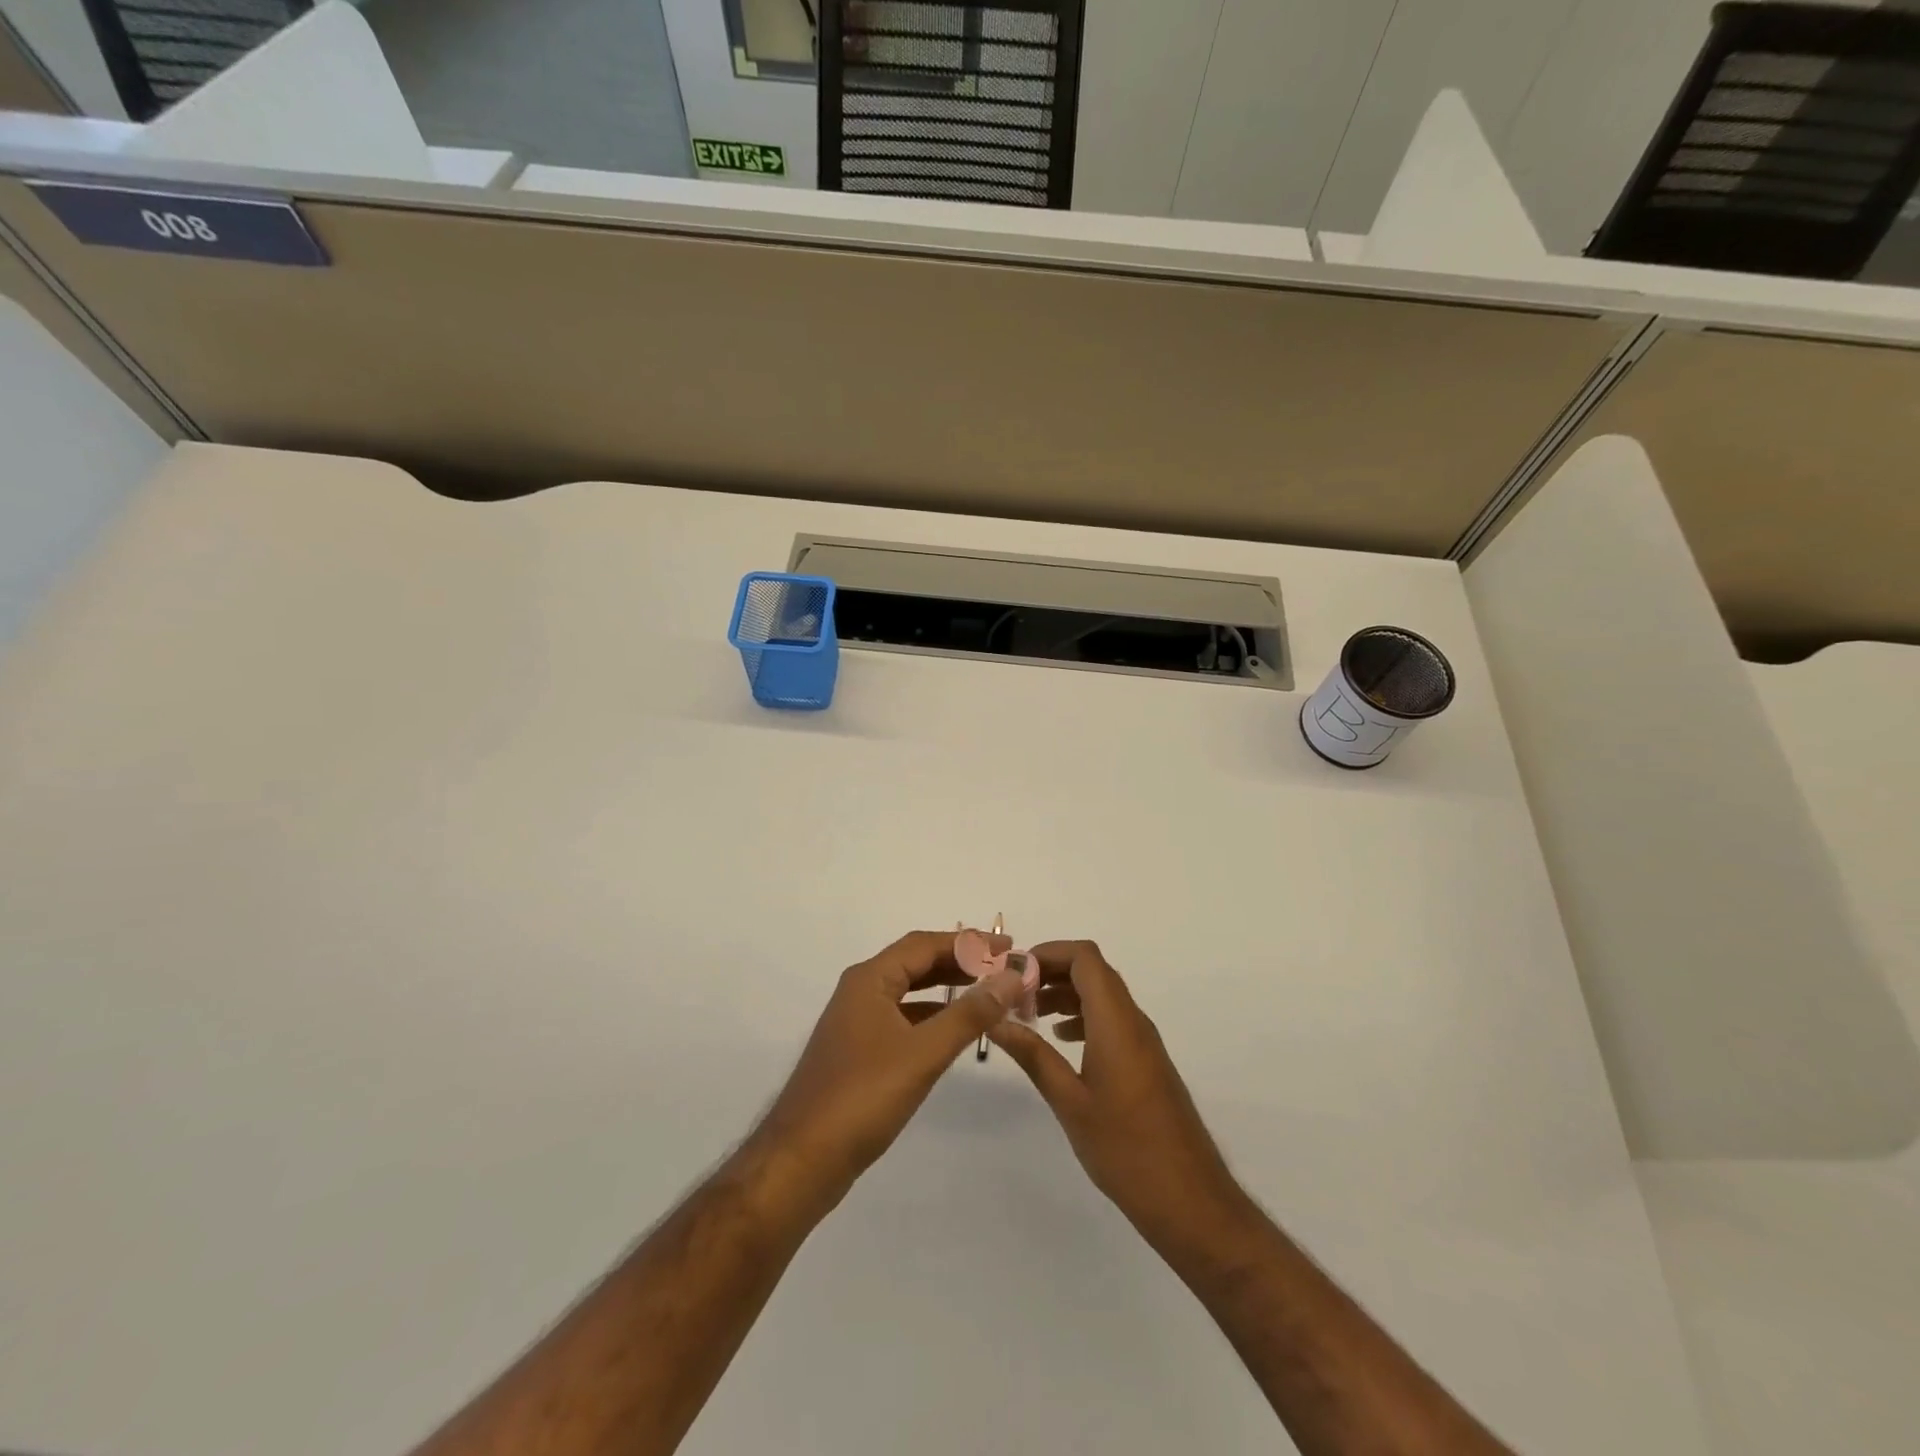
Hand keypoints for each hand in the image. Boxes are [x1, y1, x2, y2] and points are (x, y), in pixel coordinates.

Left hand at [751, 930, 1025, 1212]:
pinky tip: (955, 1030)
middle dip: (961, 963)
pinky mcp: (859, 1051)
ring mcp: (857, 1022)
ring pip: (910, 992)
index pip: (925, 944)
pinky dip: (932, 1016)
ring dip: (948, 989)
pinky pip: (903, 1018)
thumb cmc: (863, 1097)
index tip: (1008, 948)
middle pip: (917, 963)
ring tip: (989, 993)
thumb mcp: (924, 1053)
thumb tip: (1010, 976)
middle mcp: (861, 991)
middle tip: (1004, 969)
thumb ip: (970, 1013)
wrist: (802, 1160)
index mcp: (870, 979)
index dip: (968, 943)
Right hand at [989, 940, 1252, 1252]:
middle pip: (1092, 971)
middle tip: (1011, 993)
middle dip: (1050, 972)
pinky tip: (1059, 1040)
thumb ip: (1032, 1056)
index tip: (1011, 973)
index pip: (1084, 957)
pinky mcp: (1146, 1062)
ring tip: (1027, 1015)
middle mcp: (1133, 1021)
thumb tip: (995, 1020)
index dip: (1047, 953)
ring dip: (1065, 994)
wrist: (1190, 1201)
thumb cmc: (1126, 1150)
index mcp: (1116, 1022)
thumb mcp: (1069, 1102)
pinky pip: (1111, 1019)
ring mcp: (1143, 1042)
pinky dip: (1081, 1016)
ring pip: (1102, 995)